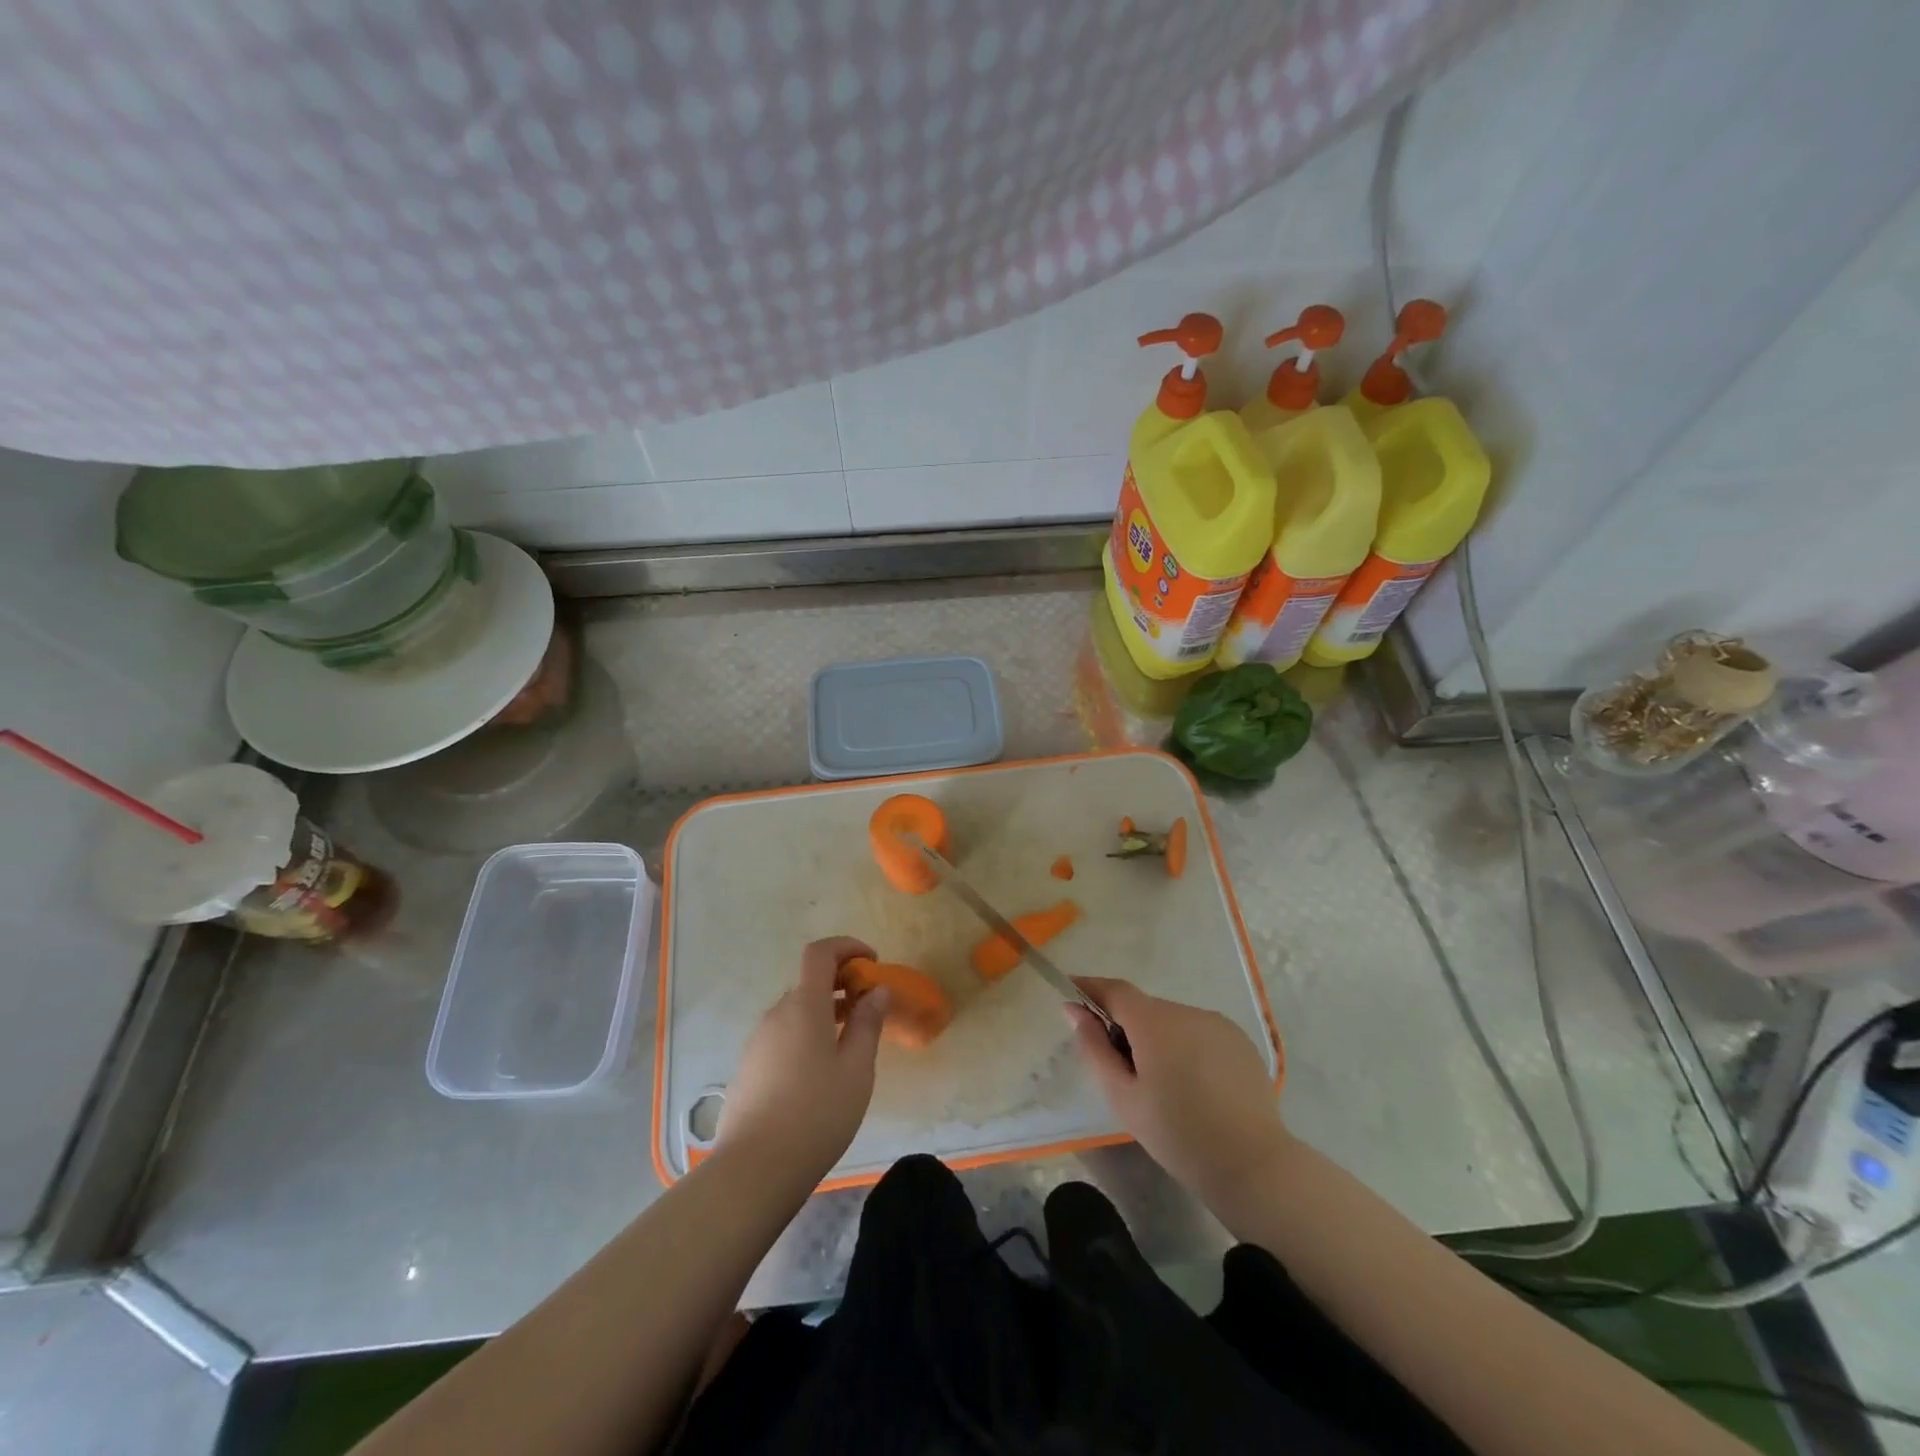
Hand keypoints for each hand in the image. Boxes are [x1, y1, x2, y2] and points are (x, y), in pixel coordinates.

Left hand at [716, 937, 889, 1186]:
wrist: (754, 1170)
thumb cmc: (816, 1113)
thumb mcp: (857, 1069)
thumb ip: (868, 1023)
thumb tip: (877, 990)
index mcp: (804, 1005)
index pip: (820, 953)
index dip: (847, 947)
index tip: (872, 963)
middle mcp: (777, 1014)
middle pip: (810, 982)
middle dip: (842, 985)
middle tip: (870, 1010)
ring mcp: (758, 1042)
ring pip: (797, 1012)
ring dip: (825, 1013)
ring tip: (851, 1045)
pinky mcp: (750, 1068)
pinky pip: (784, 1036)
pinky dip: (808, 1035)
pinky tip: (821, 1074)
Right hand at [1069, 977, 1291, 1203]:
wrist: (1252, 1166)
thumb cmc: (1177, 1135)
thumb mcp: (1123, 1097)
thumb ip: (1095, 1048)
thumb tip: (1075, 1010)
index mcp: (1155, 1022)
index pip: (1114, 990)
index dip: (1090, 988)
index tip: (1071, 996)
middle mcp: (1186, 1011)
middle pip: (1144, 1009)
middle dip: (1127, 1027)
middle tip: (1121, 1069)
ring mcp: (1217, 1024)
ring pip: (1173, 1022)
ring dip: (1159, 1039)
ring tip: (1163, 1085)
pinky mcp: (1240, 1041)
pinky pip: (1199, 1033)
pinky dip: (1186, 1048)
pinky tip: (1195, 1087)